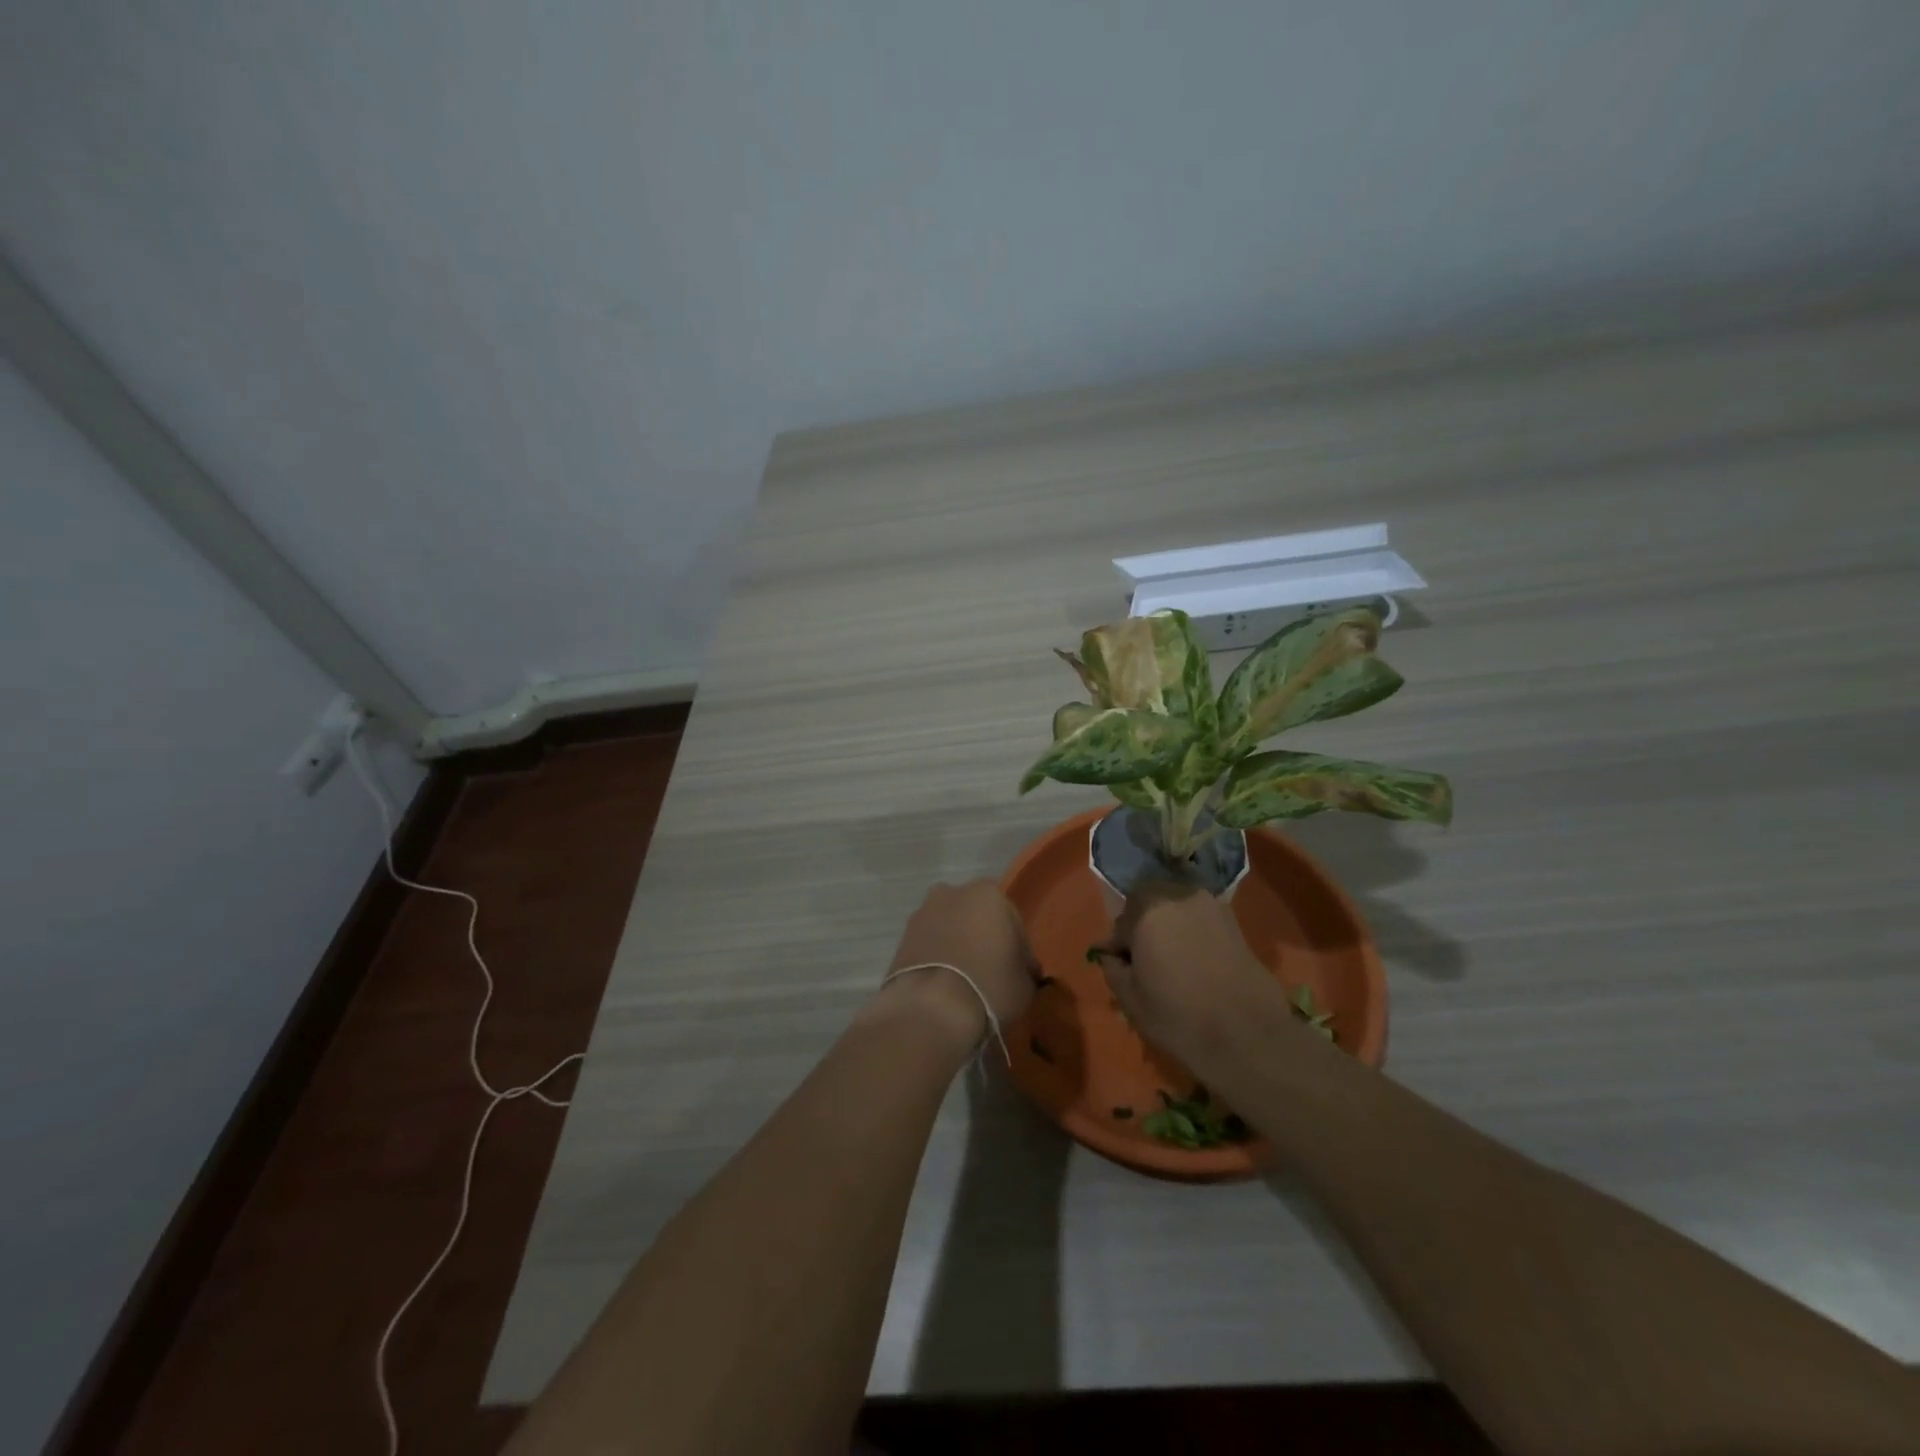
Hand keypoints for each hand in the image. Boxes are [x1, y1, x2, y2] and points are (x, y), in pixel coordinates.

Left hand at [878, 881, 1037, 1049]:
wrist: (930, 1009)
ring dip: (958, 945)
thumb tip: (1021, 969)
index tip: (1020, 972)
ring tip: (966, 980)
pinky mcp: (901, 938)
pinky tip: (945, 983)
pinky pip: (929, 944)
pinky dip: (938, 957)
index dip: (1019, 948)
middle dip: (984, 938)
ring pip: (950, 928)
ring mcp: (922, 913)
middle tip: (993, 971)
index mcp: (988, 894)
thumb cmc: (989, 986)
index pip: (1012, 920)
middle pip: (977, 917)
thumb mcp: (1025, 983)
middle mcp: (952, 893)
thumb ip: (1024, 967)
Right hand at [1092, 880, 1290, 1066]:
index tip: (1121, 966)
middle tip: (1145, 960)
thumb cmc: (1179, 1016)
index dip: (1118, 945)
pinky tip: (1196, 962)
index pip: (1121, 922)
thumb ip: (1113, 968)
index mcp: (1147, 911)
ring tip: (1172, 961)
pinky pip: (1200, 919)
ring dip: (1168, 926)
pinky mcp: (1234, 921)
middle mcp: (1178, 896)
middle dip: (1142, 925)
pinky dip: (1192, 933)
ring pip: (1176, 908)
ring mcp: (1210, 905)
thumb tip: (1112, 955)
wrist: (1248, 1035)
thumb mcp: (1130, 999)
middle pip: (1149, 903)